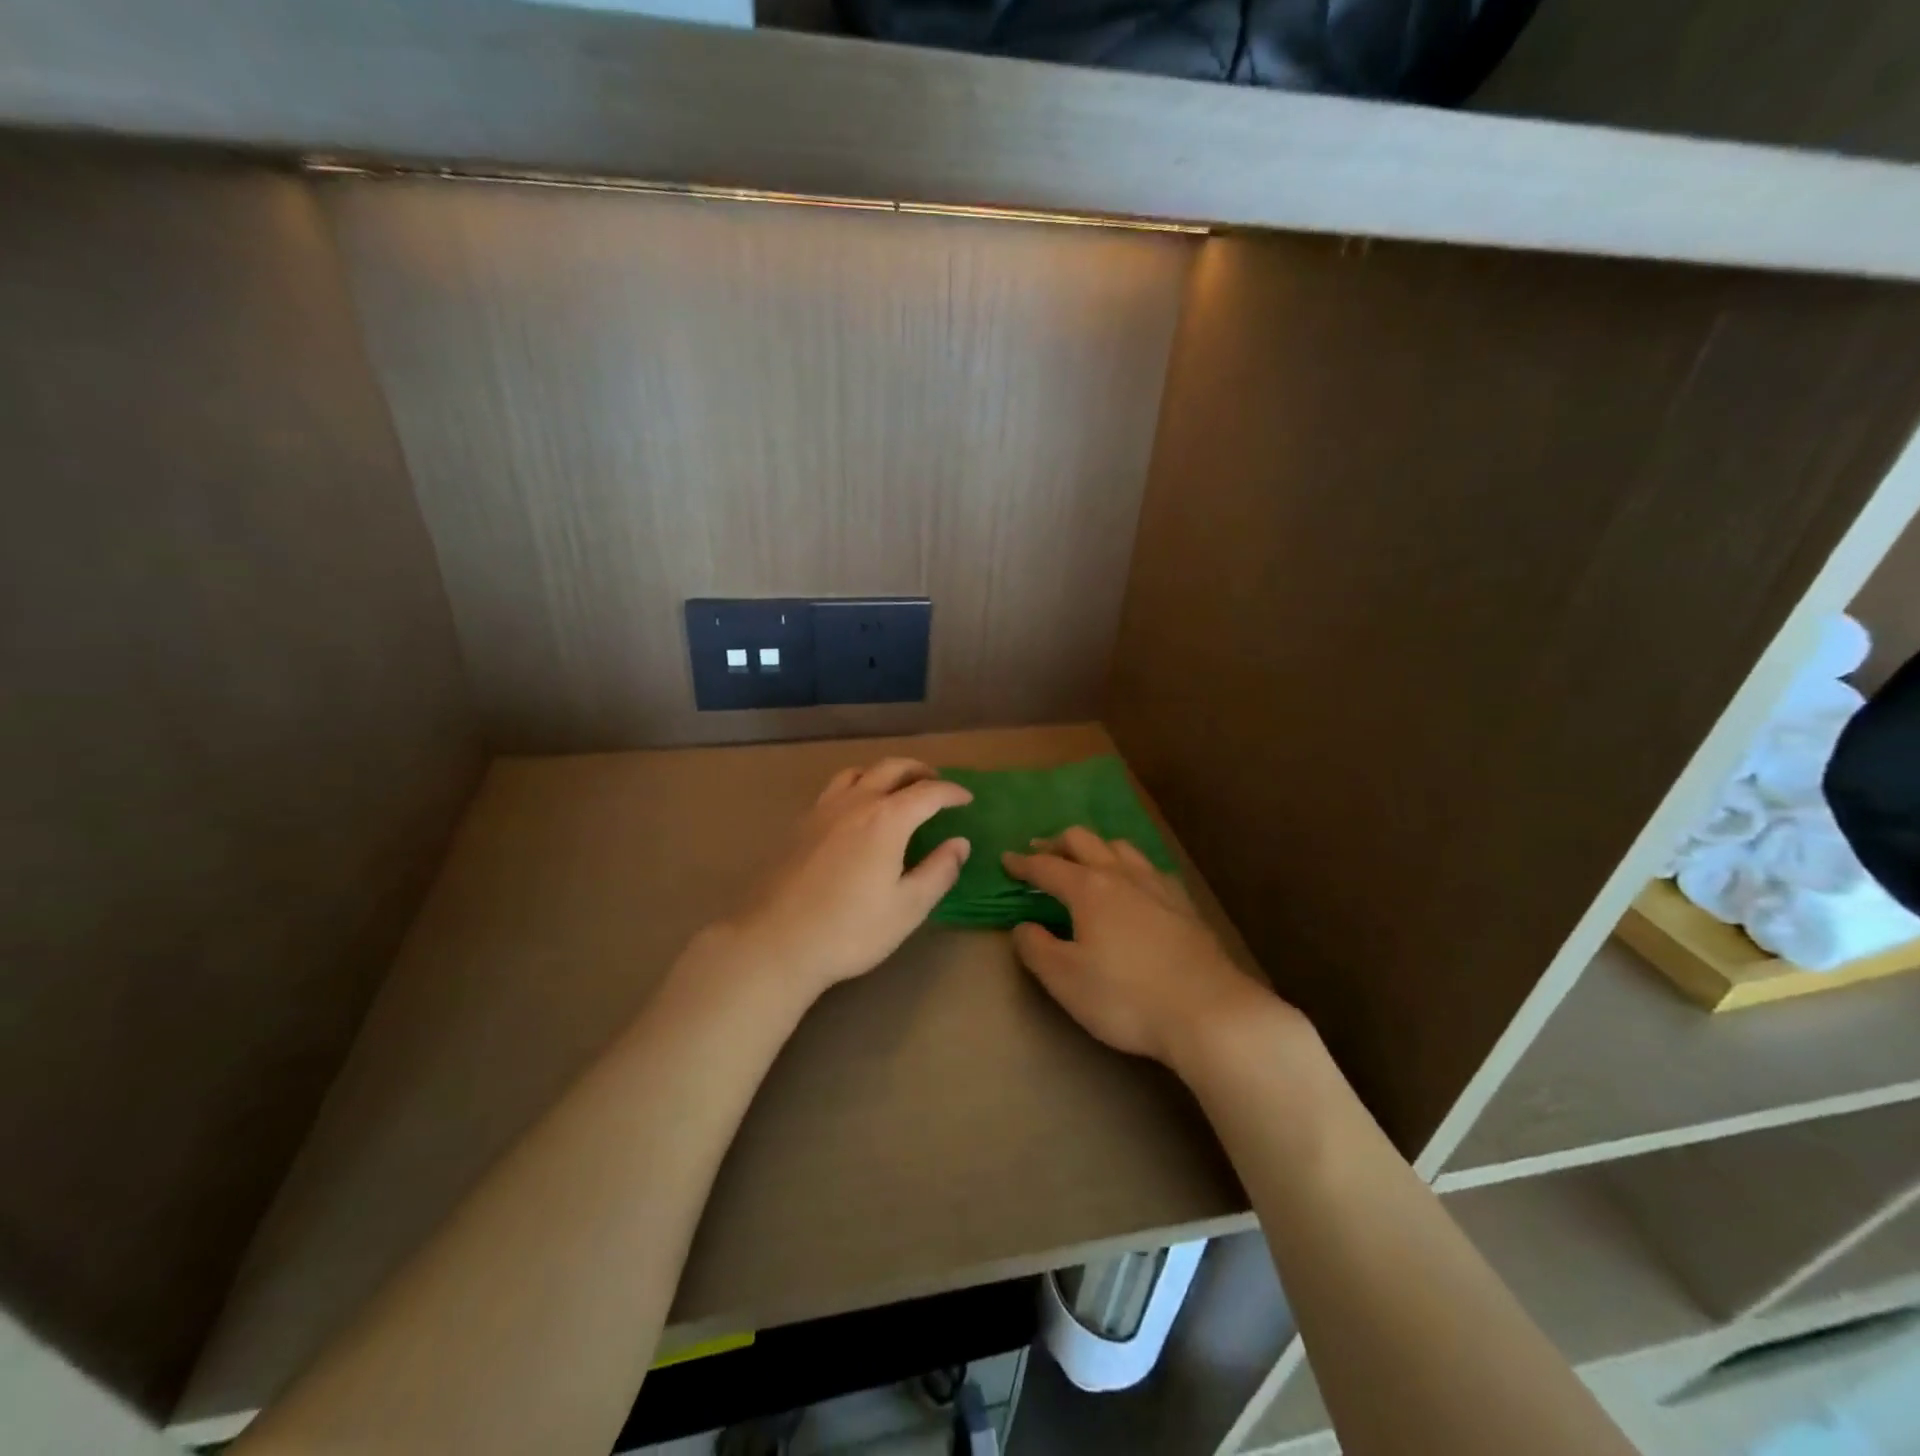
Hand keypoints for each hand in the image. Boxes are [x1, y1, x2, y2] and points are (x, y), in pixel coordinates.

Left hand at [714, 758, 972, 1000]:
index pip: (927, 792)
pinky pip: (834, 789)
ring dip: (884, 772)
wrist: (775, 942)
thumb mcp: (907, 908)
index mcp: (886, 819)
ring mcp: (822, 810)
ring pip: (858, 772)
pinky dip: (856, 786)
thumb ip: (938, 871)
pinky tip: (856, 811)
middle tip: (936, 784)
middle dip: (919, 771)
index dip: (951, 792)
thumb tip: (960, 843)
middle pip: (891, 768)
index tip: (966, 799)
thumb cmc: (850, 930)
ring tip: (896, 789)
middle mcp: (855, 802)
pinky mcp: (800, 824)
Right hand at [1003, 828, 1289, 1070]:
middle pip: (1084, 840)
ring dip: (1096, 847)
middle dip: (1058, 842)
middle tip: (1041, 852)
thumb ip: (1036, 948)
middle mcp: (1121, 875)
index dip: (1022, 863)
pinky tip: (1134, 885)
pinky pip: (1150, 868)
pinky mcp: (1184, 904)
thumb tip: (1024, 926)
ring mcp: (1157, 886)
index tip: (1006, 860)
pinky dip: (1129, 866)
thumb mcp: (1065, 979)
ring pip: (1121, 847)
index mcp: (1088, 888)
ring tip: (1087, 861)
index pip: (1046, 866)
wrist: (1208, 1011)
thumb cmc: (1125, 996)